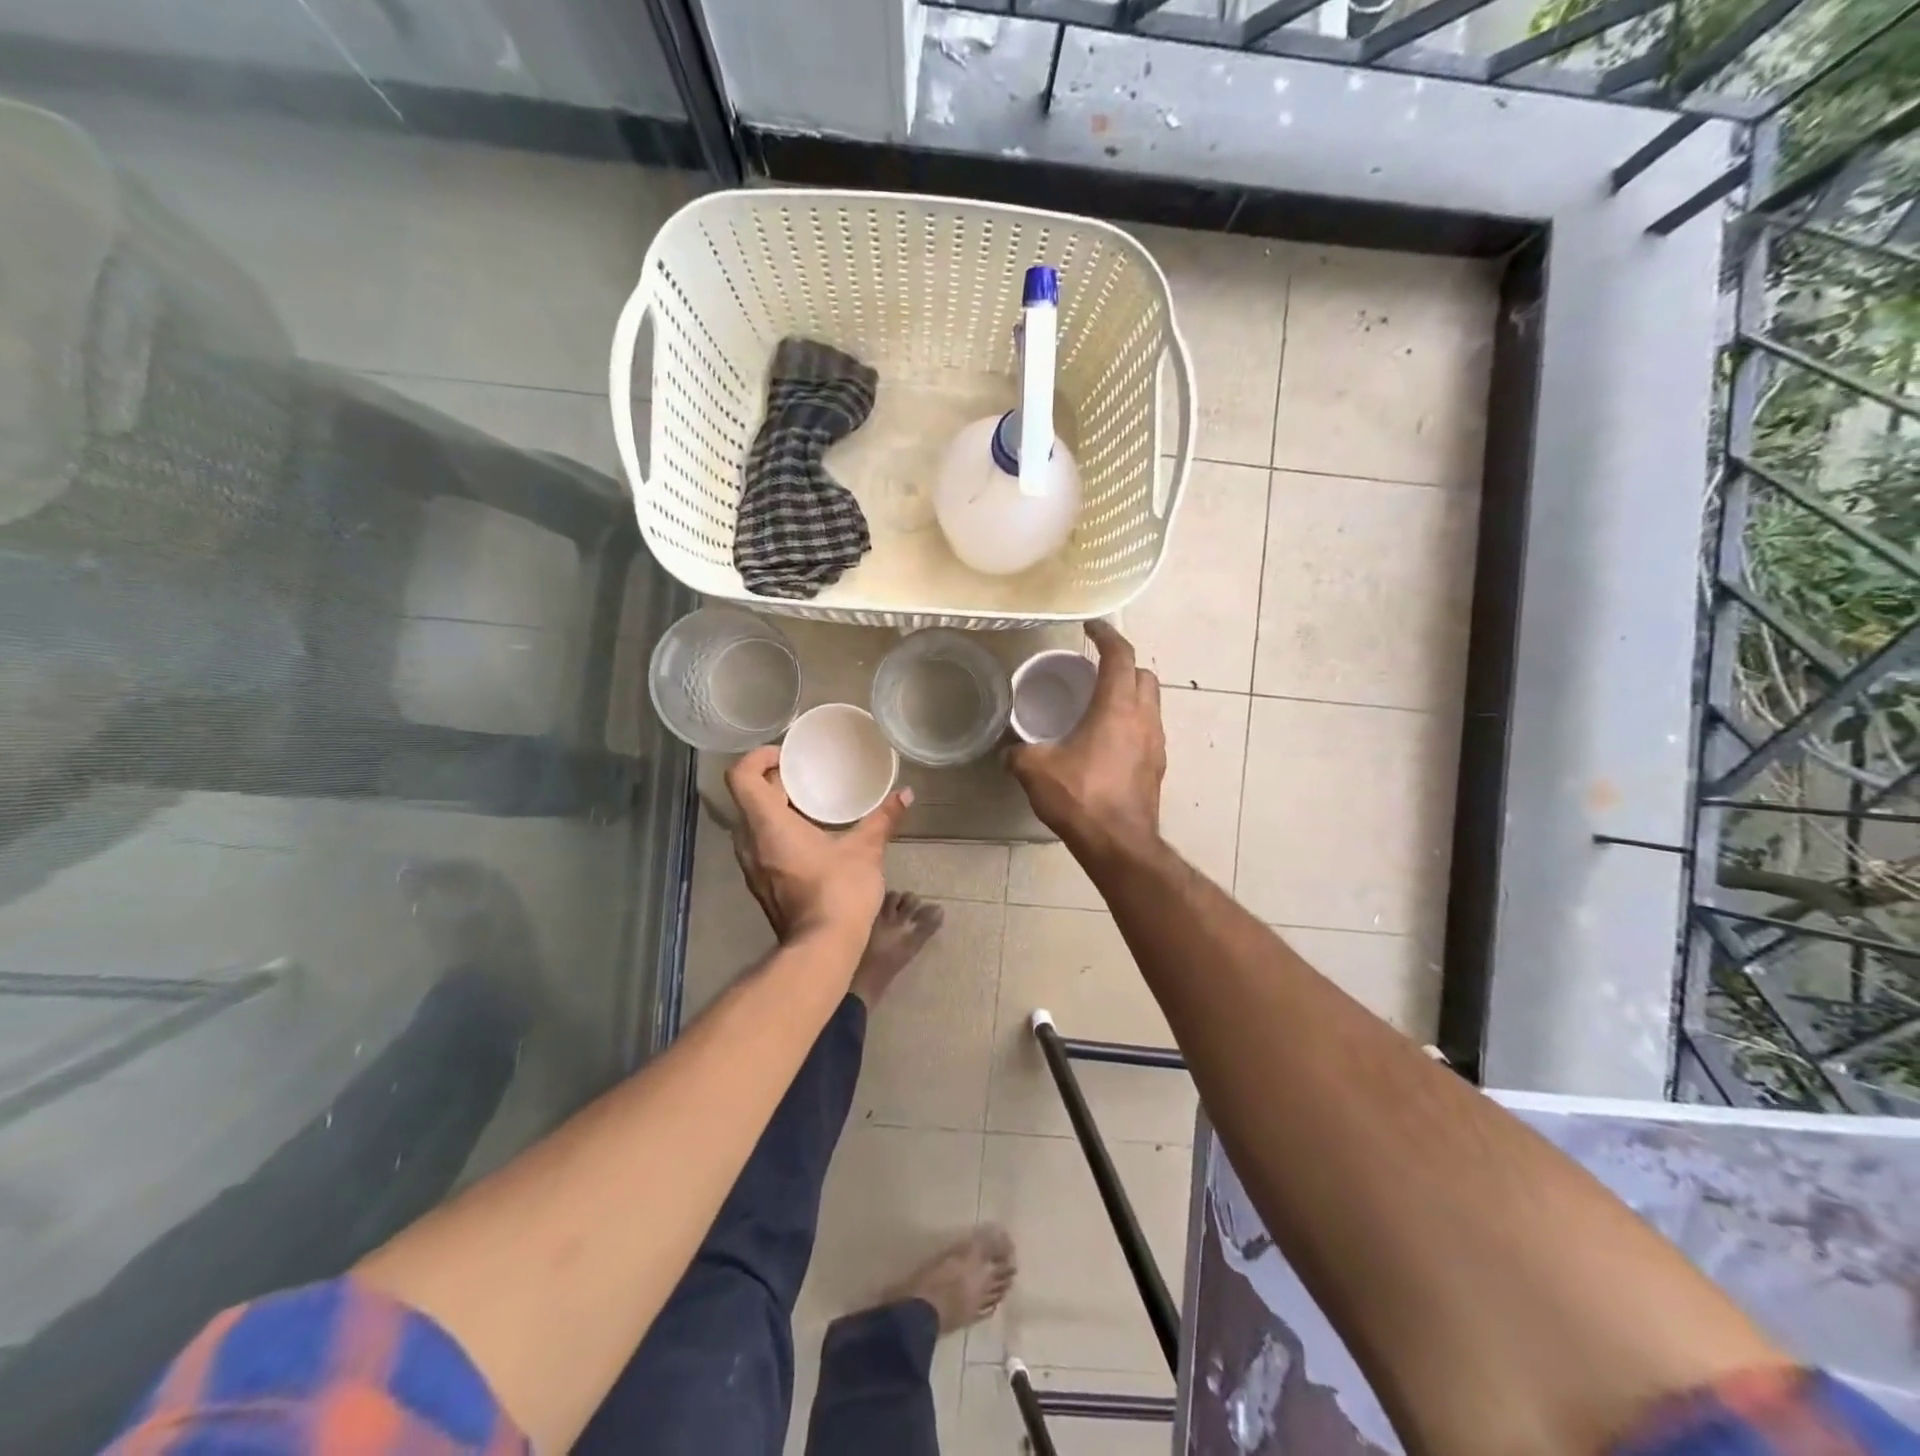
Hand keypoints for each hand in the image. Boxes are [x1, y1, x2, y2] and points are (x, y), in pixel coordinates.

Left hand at [725, 746, 911, 944]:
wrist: (822, 949)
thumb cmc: (839, 892)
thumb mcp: (866, 850)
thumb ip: (883, 819)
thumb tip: (905, 794)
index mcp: (768, 825)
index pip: (741, 777)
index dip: (757, 757)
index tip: (786, 755)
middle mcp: (750, 842)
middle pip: (747, 797)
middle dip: (774, 780)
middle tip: (806, 773)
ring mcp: (752, 866)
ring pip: (753, 822)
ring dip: (775, 807)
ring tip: (810, 801)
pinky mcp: (761, 883)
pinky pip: (760, 843)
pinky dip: (778, 829)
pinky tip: (810, 834)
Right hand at [1007, 621, 1165, 856]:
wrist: (1119, 845)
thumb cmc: (1080, 798)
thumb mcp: (1035, 770)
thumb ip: (1018, 754)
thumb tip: (1008, 752)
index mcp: (1116, 707)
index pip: (1120, 655)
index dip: (1106, 634)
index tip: (1090, 627)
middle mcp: (1144, 718)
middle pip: (1144, 674)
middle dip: (1123, 665)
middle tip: (1095, 670)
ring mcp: (1156, 743)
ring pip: (1151, 703)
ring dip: (1131, 695)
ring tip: (1101, 705)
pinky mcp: (1157, 767)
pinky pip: (1149, 731)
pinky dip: (1132, 723)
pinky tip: (1109, 742)